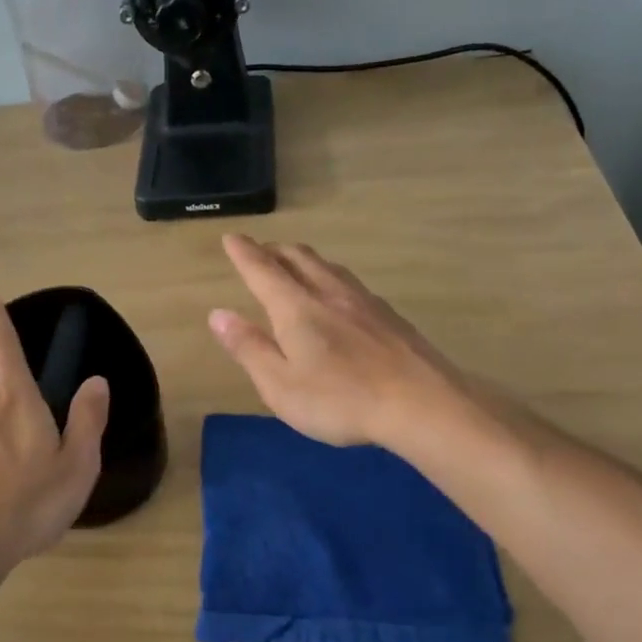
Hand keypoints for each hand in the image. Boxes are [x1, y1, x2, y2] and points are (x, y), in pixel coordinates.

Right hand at [209, 234, 460, 447]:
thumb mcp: (280, 384)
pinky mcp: (390, 316)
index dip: (244, 253)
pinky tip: (339, 296)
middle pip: (299, 258)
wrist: (422, 403)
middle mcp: (329, 293)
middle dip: (274, 251)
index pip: (262, 270)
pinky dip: (331, 278)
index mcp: (296, 308)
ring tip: (296, 265)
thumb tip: (218, 314)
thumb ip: (249, 348)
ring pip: (328, 267)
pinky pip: (350, 283)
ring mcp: (364, 302)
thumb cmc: (340, 399)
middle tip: (261, 251)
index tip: (232, 237)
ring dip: (305, 260)